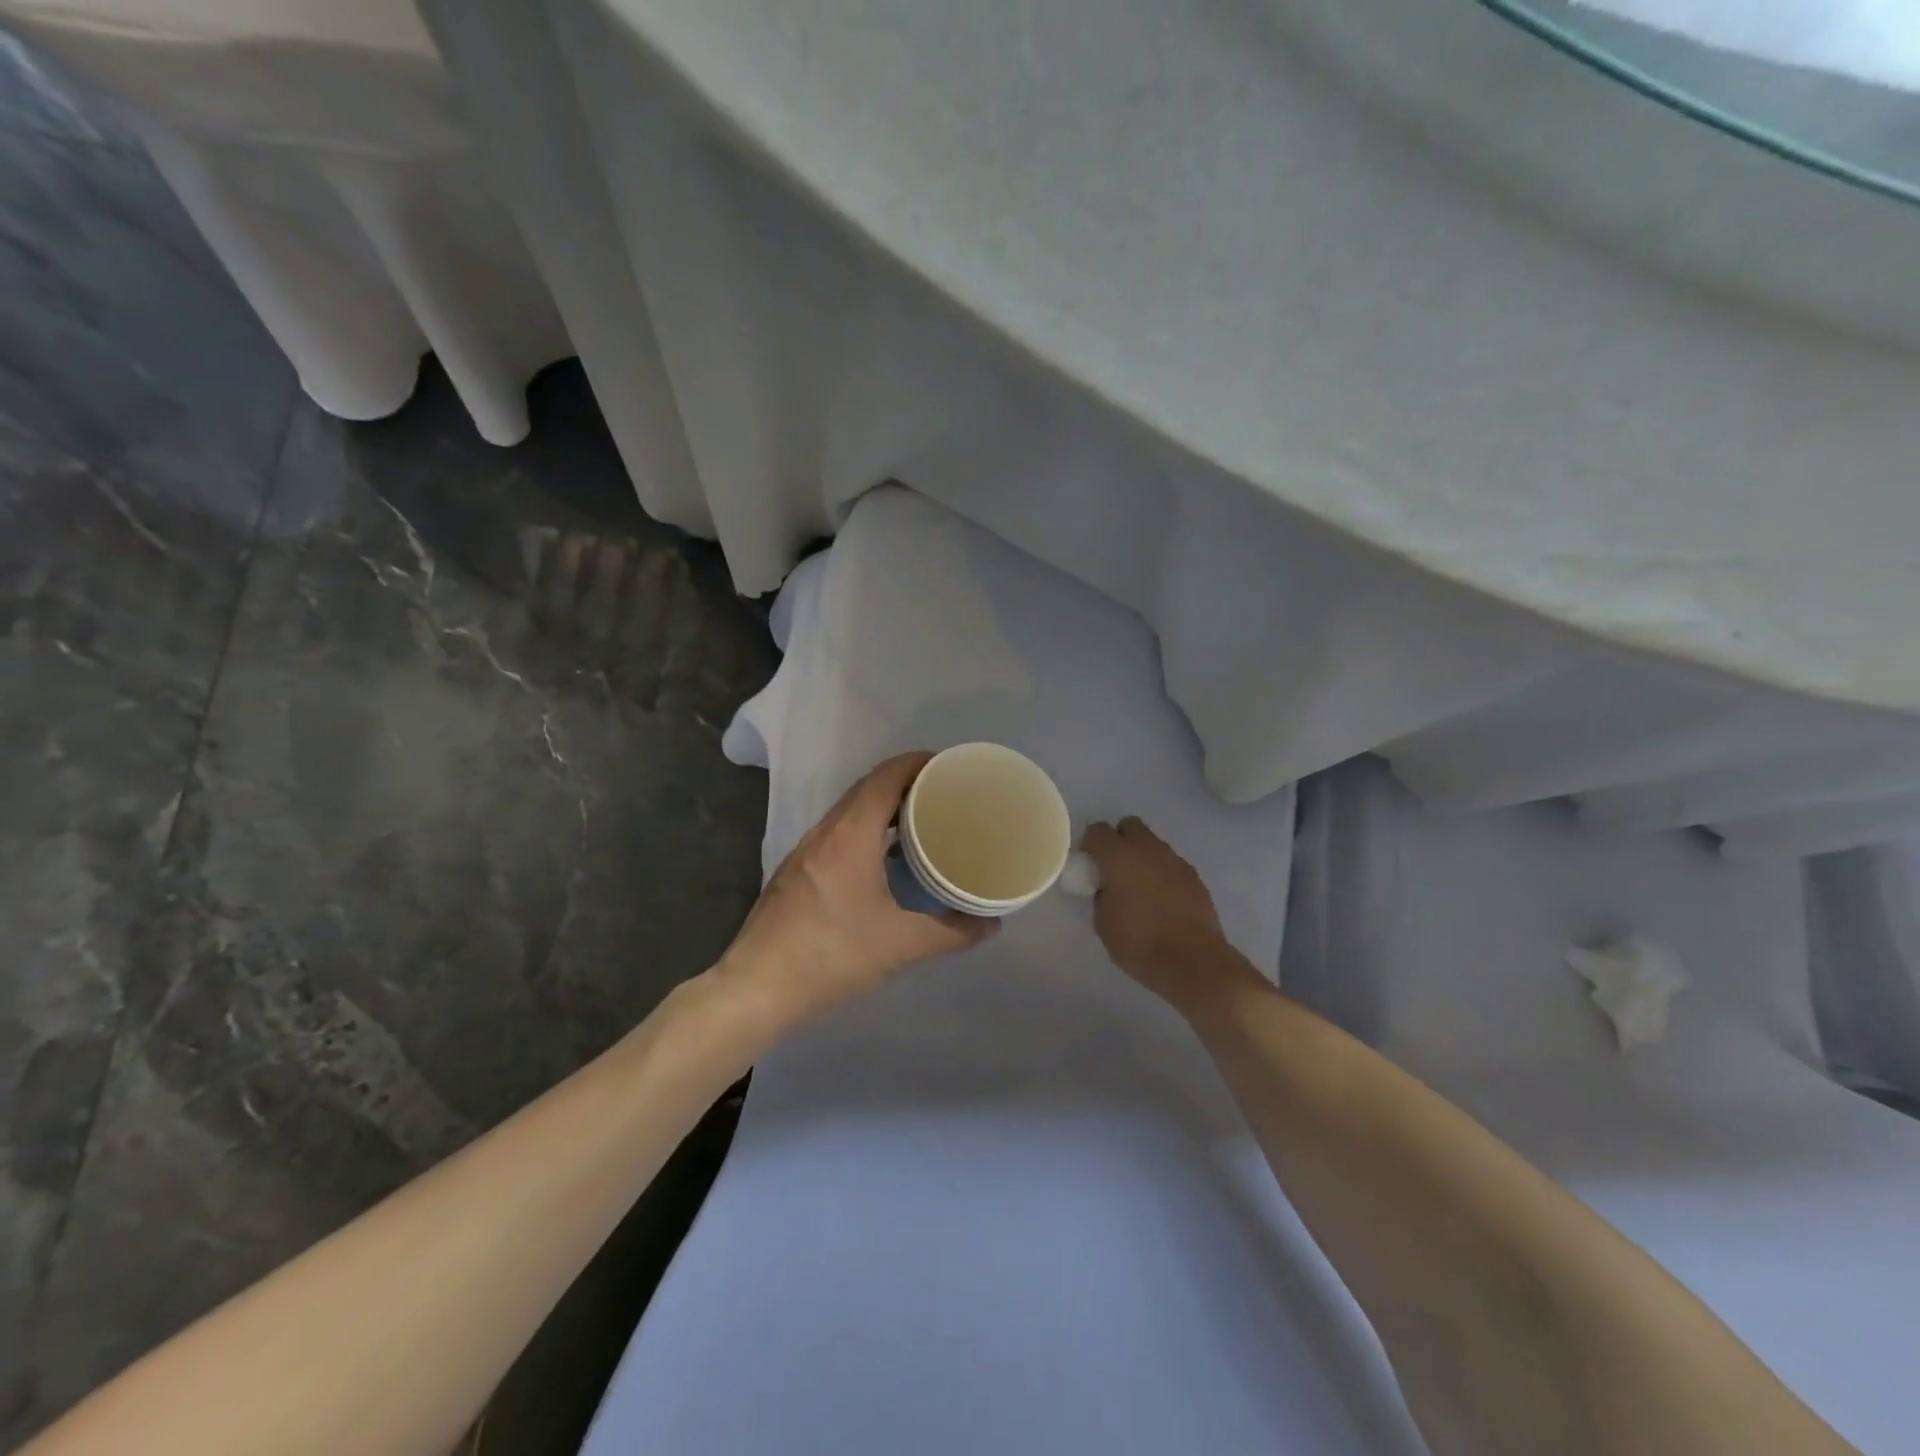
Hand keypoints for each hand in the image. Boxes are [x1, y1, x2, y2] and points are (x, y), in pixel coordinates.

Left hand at [716, 752, 997, 1028]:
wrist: (756, 988)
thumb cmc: (831, 955)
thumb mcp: (900, 945)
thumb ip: (950, 932)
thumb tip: (990, 924)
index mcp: (851, 834)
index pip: (886, 776)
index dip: (918, 763)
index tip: (950, 768)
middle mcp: (825, 832)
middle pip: (868, 788)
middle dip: (907, 783)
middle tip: (945, 796)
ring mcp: (805, 851)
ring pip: (850, 812)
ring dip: (885, 808)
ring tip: (922, 824)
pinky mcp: (796, 872)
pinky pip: (838, 834)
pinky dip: (866, 831)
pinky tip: (884, 861)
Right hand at [1081, 817, 1262, 1013]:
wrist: (1193, 962)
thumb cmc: (1140, 943)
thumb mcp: (1103, 923)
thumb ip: (1101, 896)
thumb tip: (1107, 888)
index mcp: (1118, 856)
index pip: (1097, 830)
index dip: (1090, 844)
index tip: (1088, 864)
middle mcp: (1147, 849)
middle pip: (1129, 825)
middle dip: (1119, 839)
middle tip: (1114, 868)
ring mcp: (1174, 860)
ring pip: (1153, 843)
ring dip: (1143, 856)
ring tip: (1140, 887)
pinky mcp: (1194, 876)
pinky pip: (1171, 864)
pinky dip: (1163, 873)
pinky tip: (1163, 900)